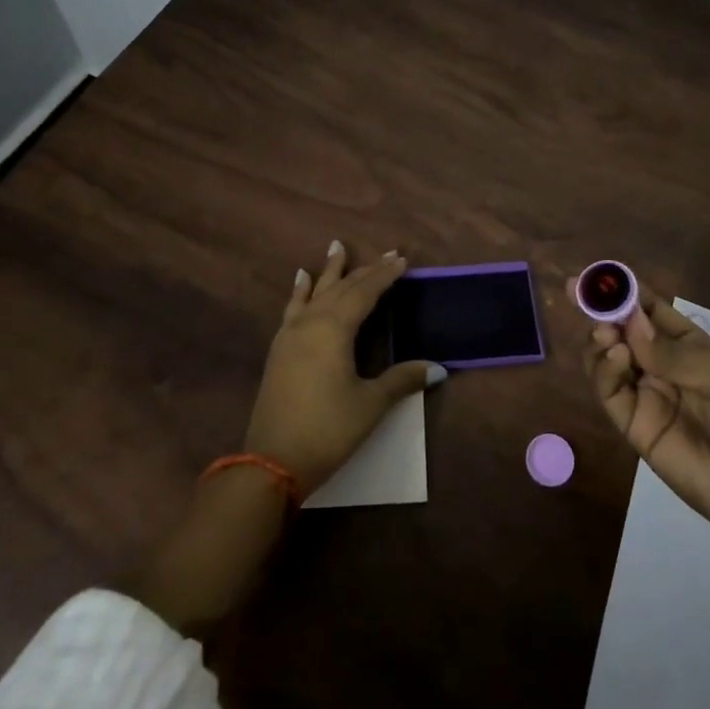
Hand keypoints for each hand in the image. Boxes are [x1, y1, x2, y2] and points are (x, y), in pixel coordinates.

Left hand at [244, 241, 439, 494]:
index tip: (402, 259)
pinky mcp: (279, 350)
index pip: (365, 292)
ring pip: (315, 293)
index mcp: (335, 328)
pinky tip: (300, 280)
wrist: (271, 462)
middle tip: (386, 253)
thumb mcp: (370, 404)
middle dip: (364, 270)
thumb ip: (401, 380)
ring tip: (336, 246)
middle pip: (341, 288)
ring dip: (329, 271)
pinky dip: (299, 291)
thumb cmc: (328, 429)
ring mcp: (290, 335)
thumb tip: (438, 368)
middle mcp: (311, 322)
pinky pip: (292, 309)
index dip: (385, 275)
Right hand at [579, 284, 709, 559]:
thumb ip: (674, 354)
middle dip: (601, 309)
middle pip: (622, 331)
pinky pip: (610, 393)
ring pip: (608, 358)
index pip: (650, 310)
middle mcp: (662, 367)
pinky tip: (615, 355)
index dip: (626, 291)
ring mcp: (646, 396)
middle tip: (578, 290)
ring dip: (601, 338)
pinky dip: (604, 370)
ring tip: (605, 332)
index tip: (601, 274)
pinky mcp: (634, 427)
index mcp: (690, 347)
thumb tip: (630, 325)